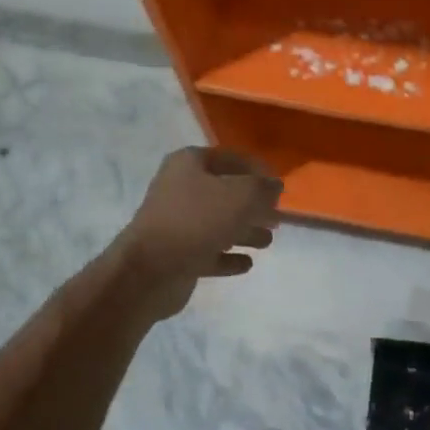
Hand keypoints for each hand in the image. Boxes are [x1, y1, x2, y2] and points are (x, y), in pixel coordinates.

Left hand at [119, 147, 282, 317]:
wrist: (149, 270)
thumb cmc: (197, 220)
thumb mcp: (242, 196)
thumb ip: (264, 188)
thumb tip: (275, 186)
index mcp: (189, 164)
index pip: (232, 159)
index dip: (258, 171)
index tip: (279, 187)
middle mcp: (179, 188)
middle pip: (225, 193)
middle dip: (253, 205)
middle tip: (277, 217)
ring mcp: (175, 223)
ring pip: (218, 223)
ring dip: (244, 232)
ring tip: (268, 241)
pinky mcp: (175, 254)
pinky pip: (208, 252)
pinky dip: (227, 257)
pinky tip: (247, 263)